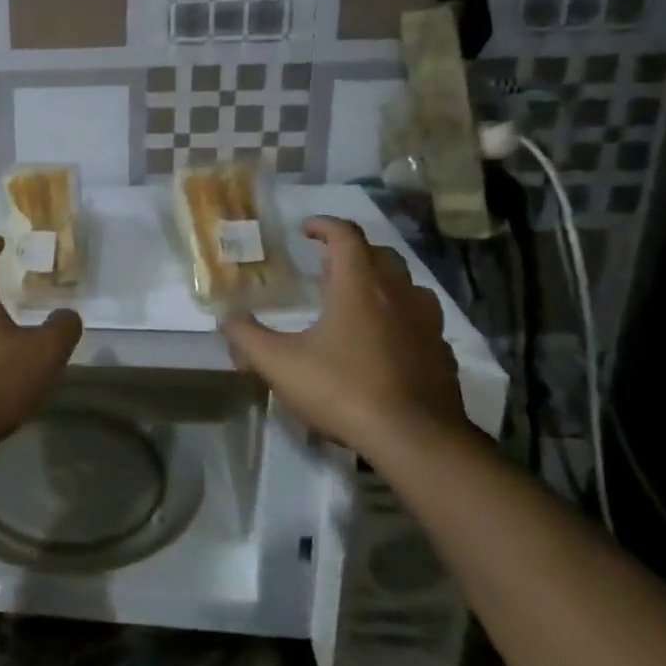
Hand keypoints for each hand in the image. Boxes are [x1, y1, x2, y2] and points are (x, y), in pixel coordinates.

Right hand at [220, 217, 462, 452]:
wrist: (416, 440)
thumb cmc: (343, 390)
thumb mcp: (279, 364)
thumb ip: (246, 337)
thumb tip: (225, 317)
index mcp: (358, 287)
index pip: (345, 236)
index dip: (324, 226)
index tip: (305, 229)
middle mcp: (397, 294)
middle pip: (379, 254)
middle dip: (352, 251)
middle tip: (326, 265)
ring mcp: (426, 323)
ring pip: (406, 285)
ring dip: (381, 281)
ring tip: (357, 299)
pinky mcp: (441, 353)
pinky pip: (421, 320)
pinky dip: (400, 316)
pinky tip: (384, 340)